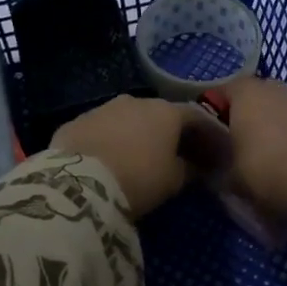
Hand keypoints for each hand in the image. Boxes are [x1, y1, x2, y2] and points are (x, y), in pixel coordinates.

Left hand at [50, 96, 220, 219]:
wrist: (81, 184)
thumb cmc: (139, 179)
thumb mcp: (173, 180)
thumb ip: (189, 169)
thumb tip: (194, 166)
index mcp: (165, 112)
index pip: (195, 117)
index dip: (206, 134)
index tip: (211, 153)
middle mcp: (135, 101)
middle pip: (159, 114)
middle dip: (168, 132)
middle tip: (173, 155)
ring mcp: (102, 108)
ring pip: (126, 118)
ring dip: (135, 134)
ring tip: (136, 157)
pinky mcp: (75, 122)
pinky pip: (100, 129)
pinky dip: (108, 140)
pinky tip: (106, 160)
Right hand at [217, 78, 286, 231]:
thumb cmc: (268, 170)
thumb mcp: (230, 177)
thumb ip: (218, 165)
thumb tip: (213, 164)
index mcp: (248, 95)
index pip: (223, 92)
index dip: (217, 112)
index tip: (214, 137)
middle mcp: (280, 89)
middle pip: (260, 100)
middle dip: (253, 121)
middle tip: (248, 151)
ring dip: (285, 131)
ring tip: (282, 164)